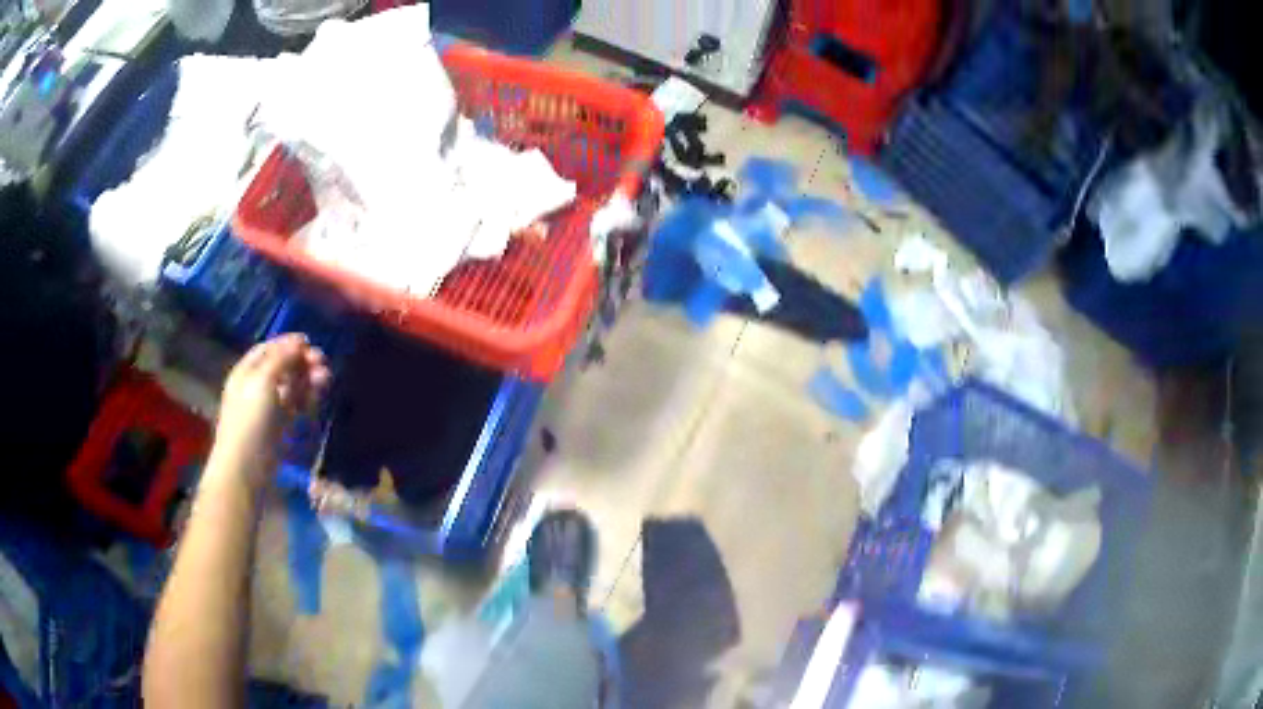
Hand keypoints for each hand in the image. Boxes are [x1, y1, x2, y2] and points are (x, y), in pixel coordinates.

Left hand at [210, 334, 330, 486]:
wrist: (247, 469)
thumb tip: (300, 341)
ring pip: (291, 387)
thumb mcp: (263, 381)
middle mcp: (256, 387)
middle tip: (322, 362)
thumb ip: (281, 359)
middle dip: (302, 362)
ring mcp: (269, 409)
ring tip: (325, 378)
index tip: (309, 343)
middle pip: (282, 367)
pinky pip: (296, 407)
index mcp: (246, 372)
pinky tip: (318, 396)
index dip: (287, 343)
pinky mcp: (280, 428)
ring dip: (308, 379)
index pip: (268, 349)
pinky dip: (307, 399)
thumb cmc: (250, 421)